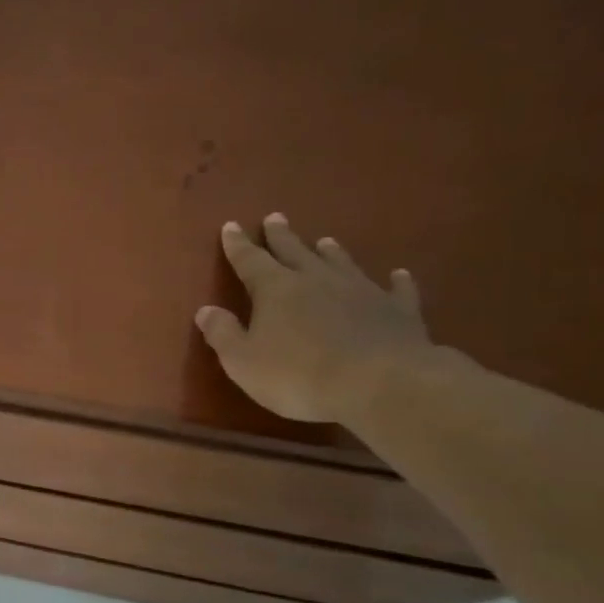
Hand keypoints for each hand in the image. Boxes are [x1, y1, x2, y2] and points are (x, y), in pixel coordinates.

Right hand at [196, 213, 437, 425]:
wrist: (380, 384)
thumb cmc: (298, 375)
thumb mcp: (243, 361)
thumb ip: (223, 333)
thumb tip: (205, 310)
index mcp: (276, 289)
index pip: (250, 260)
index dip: (238, 245)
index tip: (231, 226)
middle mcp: (317, 280)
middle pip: (295, 251)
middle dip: (281, 236)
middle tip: (275, 218)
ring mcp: (361, 291)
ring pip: (341, 263)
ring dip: (330, 252)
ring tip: (325, 240)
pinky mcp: (398, 311)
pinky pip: (396, 290)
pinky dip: (395, 281)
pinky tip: (398, 274)